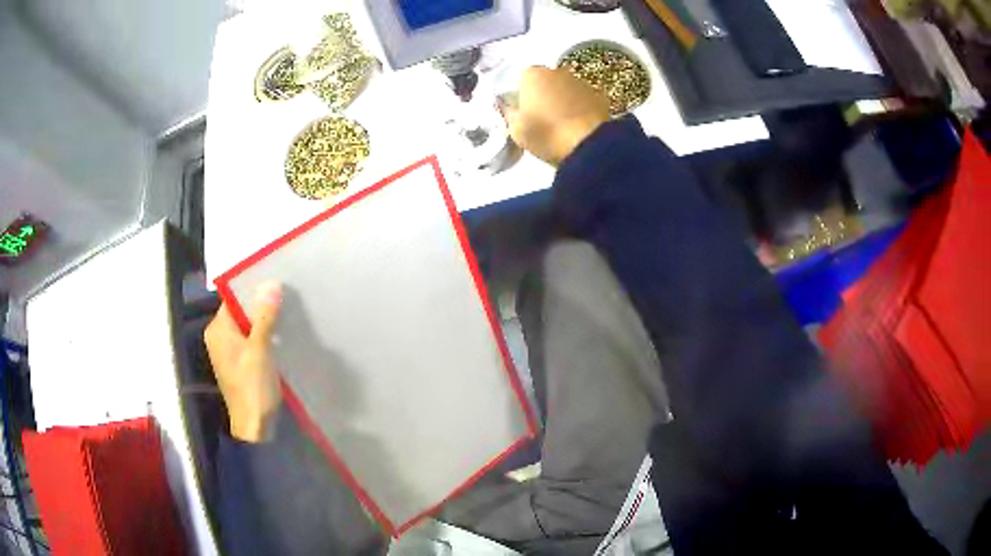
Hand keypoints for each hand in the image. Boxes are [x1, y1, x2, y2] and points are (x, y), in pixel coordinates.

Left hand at [204, 282, 282, 442]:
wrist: (255, 427)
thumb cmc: (253, 387)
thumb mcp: (259, 350)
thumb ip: (264, 317)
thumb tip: (271, 284)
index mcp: (218, 330)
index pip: (233, 298)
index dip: (252, 287)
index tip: (274, 277)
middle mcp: (220, 336)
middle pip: (241, 311)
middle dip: (261, 303)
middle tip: (286, 291)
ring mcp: (230, 350)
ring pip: (248, 325)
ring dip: (264, 319)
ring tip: (287, 307)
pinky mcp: (241, 361)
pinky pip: (251, 338)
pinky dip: (264, 334)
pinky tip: (282, 331)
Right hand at [501, 66, 609, 165]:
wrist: (588, 145)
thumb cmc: (546, 134)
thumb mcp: (515, 129)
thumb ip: (507, 113)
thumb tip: (506, 105)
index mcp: (531, 74)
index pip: (520, 81)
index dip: (521, 97)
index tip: (523, 115)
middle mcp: (556, 71)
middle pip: (544, 82)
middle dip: (542, 97)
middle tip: (542, 121)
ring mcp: (580, 81)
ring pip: (565, 89)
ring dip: (562, 102)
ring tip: (562, 127)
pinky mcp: (599, 95)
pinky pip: (584, 100)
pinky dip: (581, 109)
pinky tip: (579, 127)